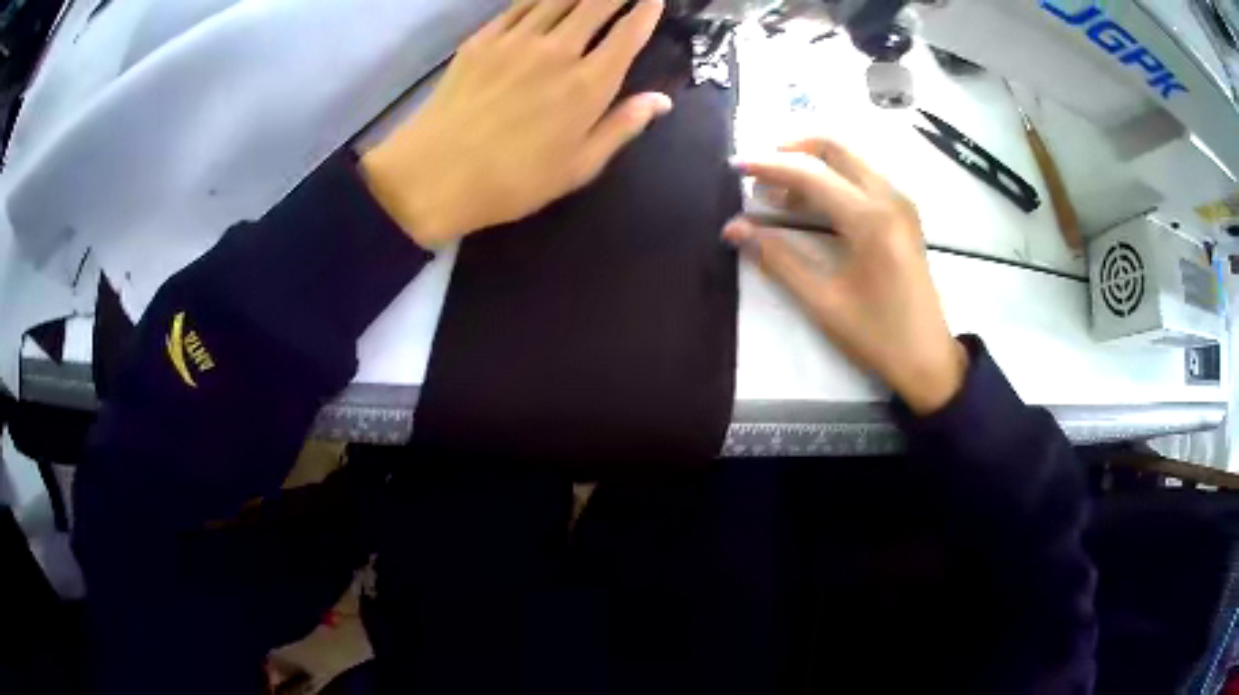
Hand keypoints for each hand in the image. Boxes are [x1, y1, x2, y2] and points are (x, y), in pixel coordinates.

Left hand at [361, 0, 670, 248]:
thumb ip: (621, 127)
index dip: (646, 11)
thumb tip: (661, 100)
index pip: (628, 34)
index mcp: (588, 84)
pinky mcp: (482, 40)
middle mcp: (557, 51)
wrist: (434, 175)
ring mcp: (516, 40)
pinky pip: (518, 5)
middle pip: (596, 4)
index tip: (654, 0)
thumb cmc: (512, 181)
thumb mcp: (578, 167)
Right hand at [725, 138, 967, 414]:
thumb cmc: (877, 335)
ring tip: (779, 194)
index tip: (736, 167)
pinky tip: (812, 203)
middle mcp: (889, 197)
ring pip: (850, 159)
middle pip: (834, 148)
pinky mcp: (904, 213)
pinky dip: (833, 178)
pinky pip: (863, 176)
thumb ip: (778, 258)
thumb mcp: (822, 301)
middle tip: (759, 172)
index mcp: (870, 218)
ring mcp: (901, 202)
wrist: (928, 359)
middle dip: (791, 150)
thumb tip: (734, 228)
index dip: (769, 166)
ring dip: (812, 164)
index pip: (810, 174)